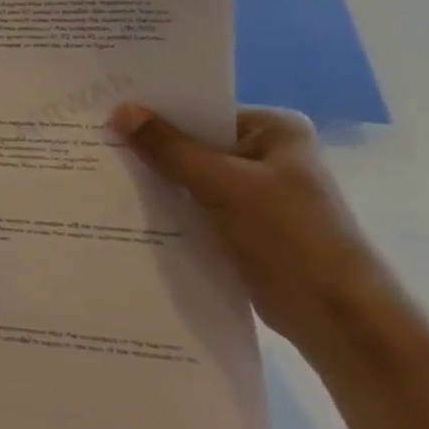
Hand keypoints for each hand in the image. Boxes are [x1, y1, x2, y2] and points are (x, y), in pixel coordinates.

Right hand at [109, 104, 398, 358]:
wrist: (335, 318)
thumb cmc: (290, 236)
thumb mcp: (223, 184)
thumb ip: (169, 148)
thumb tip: (120, 111)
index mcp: (273, 131)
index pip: (202, 110)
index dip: (155, 111)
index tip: (106, 110)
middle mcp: (264, 155)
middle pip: (192, 142)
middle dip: (149, 146)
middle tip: (92, 138)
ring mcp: (252, 192)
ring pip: (188, 175)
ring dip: (153, 177)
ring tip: (97, 168)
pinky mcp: (238, 225)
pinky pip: (191, 204)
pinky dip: (164, 204)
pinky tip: (122, 203)